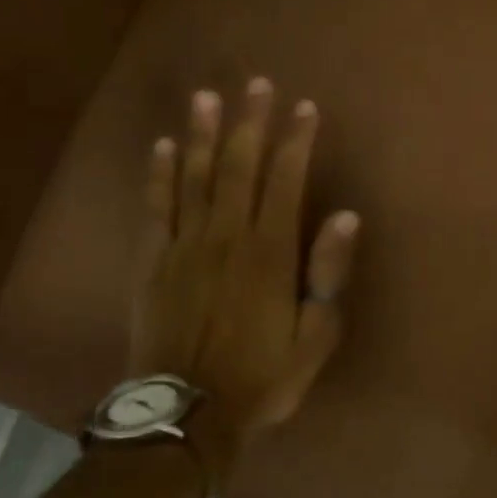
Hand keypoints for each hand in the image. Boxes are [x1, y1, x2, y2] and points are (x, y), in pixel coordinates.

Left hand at [129, 78, 358, 458]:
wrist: (187, 413)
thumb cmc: (263, 376)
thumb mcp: (315, 335)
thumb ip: (327, 274)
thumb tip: (344, 216)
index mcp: (270, 253)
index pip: (286, 181)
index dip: (296, 141)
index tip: (304, 108)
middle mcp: (226, 236)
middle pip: (239, 166)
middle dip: (250, 123)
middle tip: (257, 84)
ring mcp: (183, 246)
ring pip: (195, 177)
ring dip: (203, 134)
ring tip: (207, 96)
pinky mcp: (151, 262)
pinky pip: (156, 207)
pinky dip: (160, 174)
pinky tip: (165, 145)